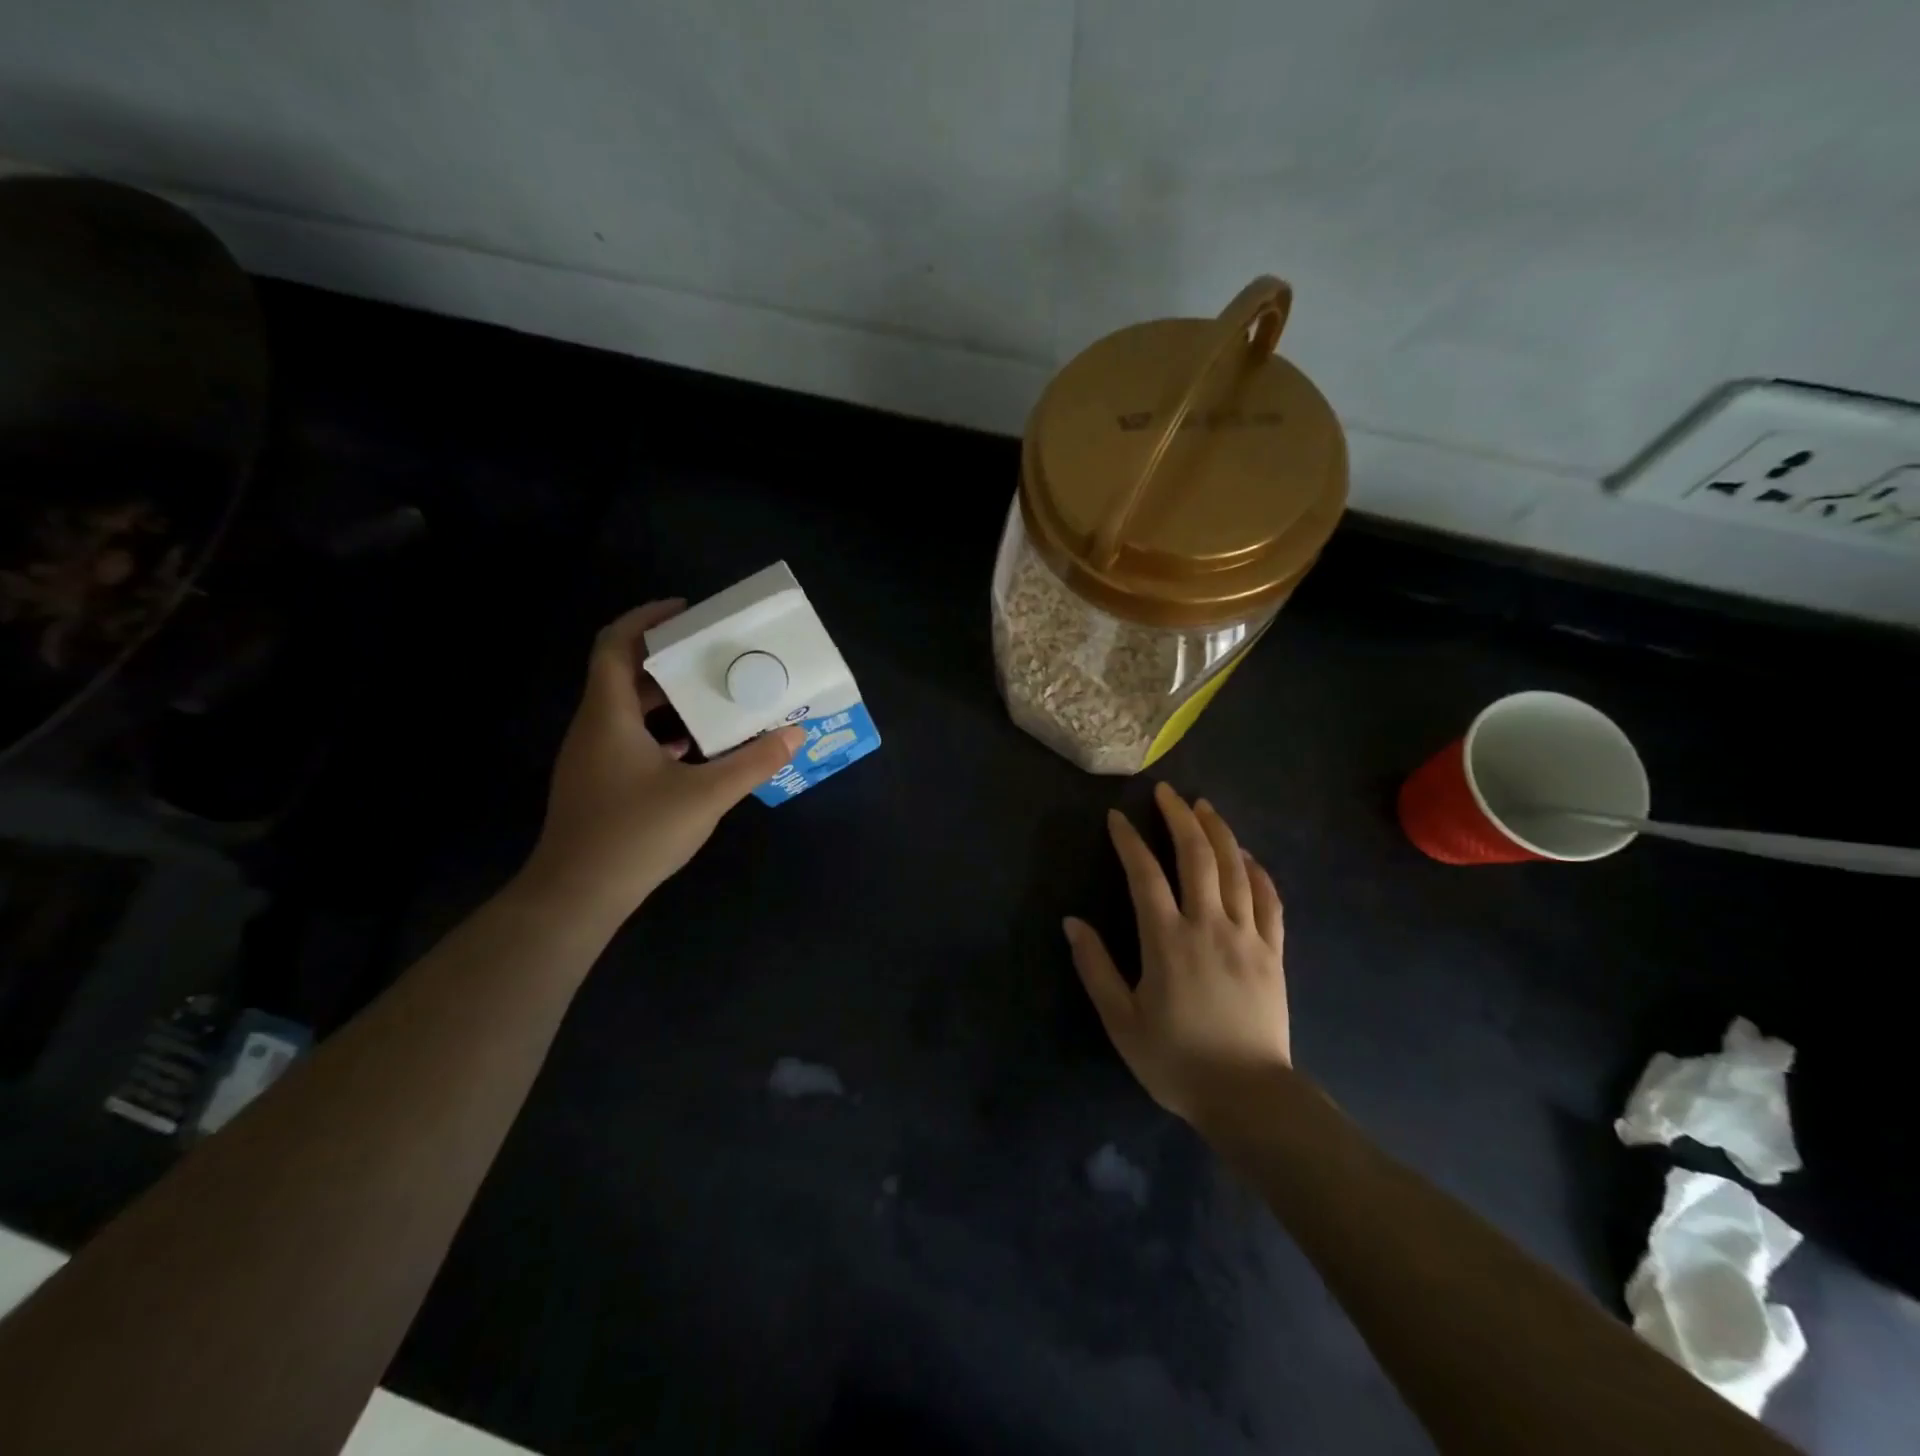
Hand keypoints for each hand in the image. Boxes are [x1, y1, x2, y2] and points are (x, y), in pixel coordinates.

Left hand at [518, 601, 805, 925]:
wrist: (576, 896)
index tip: (687, 611)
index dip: (646, 619)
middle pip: (624, 673)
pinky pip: (630, 738)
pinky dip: (662, 730)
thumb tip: (794, 733)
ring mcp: (592, 757)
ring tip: (714, 694)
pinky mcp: (599, 783)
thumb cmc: (635, 834)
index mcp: (609, 715)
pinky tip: (696, 748)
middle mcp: (594, 727)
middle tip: (714, 653)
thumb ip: (753, 762)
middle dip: (669, 658)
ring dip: (668, 697)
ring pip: (628, 709)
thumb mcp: (706, 795)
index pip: (614, 644)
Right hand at [1065, 783, 1290, 1126]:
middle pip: (1197, 857)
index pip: (1145, 875)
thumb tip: (1072, 922)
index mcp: (1167, 940)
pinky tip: (1248, 855)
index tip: (1117, 817)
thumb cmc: (1176, 1060)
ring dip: (1219, 832)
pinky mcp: (1273, 952)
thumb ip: (1095, 968)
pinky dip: (1258, 871)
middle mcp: (1209, 926)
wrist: (1248, 1097)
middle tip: (1166, 793)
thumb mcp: (1120, 1020)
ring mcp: (1247, 936)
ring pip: (1236, 869)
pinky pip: (1270, 900)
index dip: (1129, 841)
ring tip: (1204, 807)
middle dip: (1179, 818)